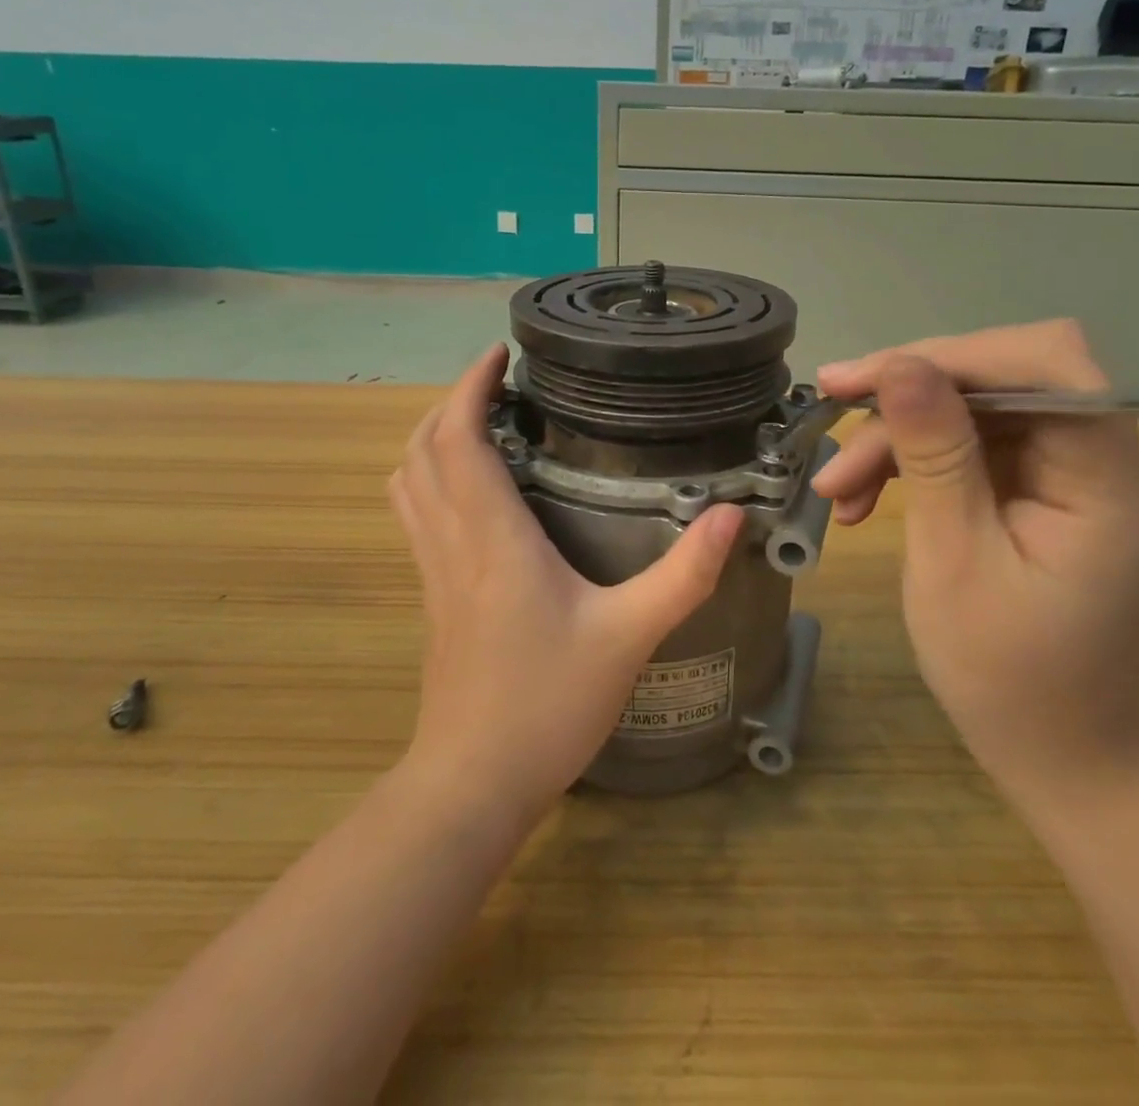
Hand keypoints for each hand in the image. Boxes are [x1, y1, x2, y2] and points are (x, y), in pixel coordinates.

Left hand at [389, 346, 743, 823]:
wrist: (472, 783)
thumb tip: (729, 516)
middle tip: (498, 384)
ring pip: (409, 482)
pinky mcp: (431, 598)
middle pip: (423, 450)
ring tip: (481, 423)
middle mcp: (451, 542)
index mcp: (492, 538)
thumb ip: (683, 574)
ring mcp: (432, 571)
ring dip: (433, 439)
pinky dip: (430, 479)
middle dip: (452, 402)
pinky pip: (416, 516)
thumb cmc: (547, 705)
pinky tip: (472, 492)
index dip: (470, 388)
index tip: (498, 355)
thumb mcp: (629, 637)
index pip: (459, 439)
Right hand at [813, 321, 1138, 792]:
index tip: (861, 380)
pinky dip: (910, 461)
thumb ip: (933, 457)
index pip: (1045, 364)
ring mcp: (1068, 471)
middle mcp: (1101, 456)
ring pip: (972, 408)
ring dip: (896, 435)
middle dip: (909, 396)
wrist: (1055, 749)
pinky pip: (968, 445)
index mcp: (1108, 475)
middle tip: (831, 413)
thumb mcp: (953, 560)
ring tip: (836, 489)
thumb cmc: (1007, 674)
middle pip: (1002, 378)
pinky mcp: (1037, 487)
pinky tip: (861, 498)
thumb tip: (899, 366)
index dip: (950, 356)